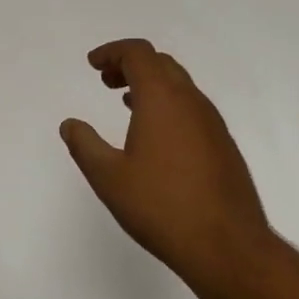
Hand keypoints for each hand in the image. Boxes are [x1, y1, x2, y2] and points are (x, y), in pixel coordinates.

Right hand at [60, 39, 270, 297]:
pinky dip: (168, 104)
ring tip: (126, 103)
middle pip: (160, 63)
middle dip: (130, 64)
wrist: (228, 247)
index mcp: (162, 98)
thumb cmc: (162, 207)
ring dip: (151, 84)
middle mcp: (191, 101)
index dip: (112, 52)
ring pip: (179, 84)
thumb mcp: (109, 178)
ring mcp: (212, 122)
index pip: (138, 53)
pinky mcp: (224, 145)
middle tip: (106, 81)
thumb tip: (69, 124)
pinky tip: (156, 135)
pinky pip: (192, 107)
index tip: (92, 65)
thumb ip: (84, 145)